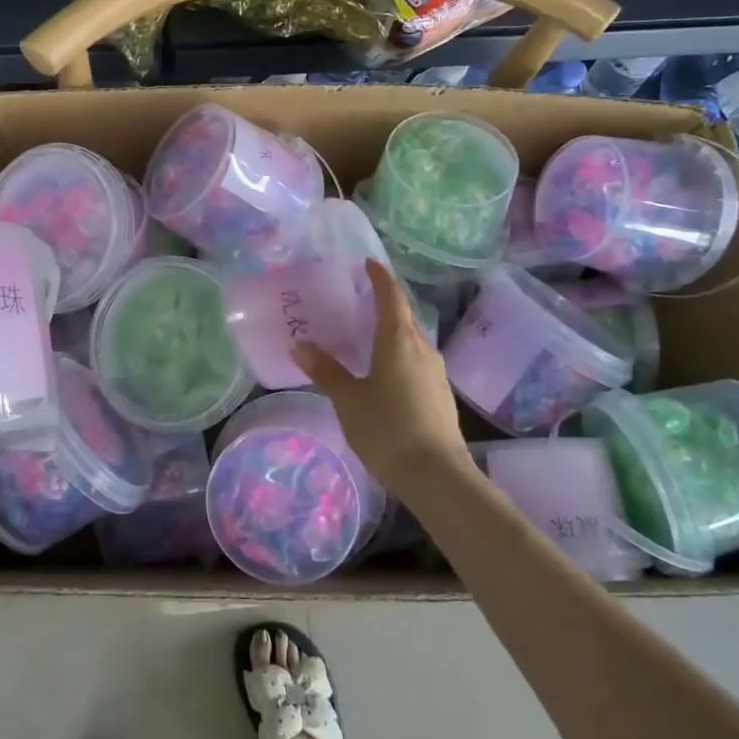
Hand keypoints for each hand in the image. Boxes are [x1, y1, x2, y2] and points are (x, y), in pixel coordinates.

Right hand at [293, 259, 475, 495]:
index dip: (380, 277)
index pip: (391, 296)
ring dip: (392, 330)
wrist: (437, 476)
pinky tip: (384, 370)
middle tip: (360, 296)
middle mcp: (422, 348)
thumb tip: (298, 345)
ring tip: (368, 333)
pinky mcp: (440, 394)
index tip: (368, 263)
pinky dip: (399, 353)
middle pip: (404, 315)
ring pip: (412, 339)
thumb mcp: (348, 400)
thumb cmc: (387, 430)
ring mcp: (436, 372)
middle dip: (385, 302)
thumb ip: (325, 371)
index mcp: (399, 341)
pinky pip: (417, 360)